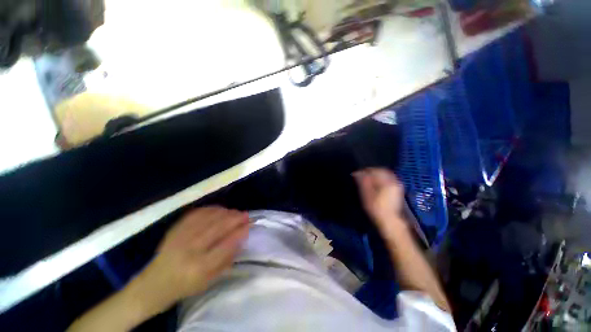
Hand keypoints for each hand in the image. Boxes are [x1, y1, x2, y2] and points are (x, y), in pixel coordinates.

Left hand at [131, 207, 249, 311]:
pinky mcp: (174, 230)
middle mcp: (190, 250)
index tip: (249, 225)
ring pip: (208, 218)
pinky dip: (210, 209)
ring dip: (225, 213)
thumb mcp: (209, 280)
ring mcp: (180, 237)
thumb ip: (227, 259)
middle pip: (218, 228)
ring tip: (235, 212)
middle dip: (235, 219)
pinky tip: (219, 210)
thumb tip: (241, 238)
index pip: (226, 244)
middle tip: (245, 214)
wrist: (153, 285)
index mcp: (200, 267)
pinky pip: (196, 214)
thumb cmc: (185, 286)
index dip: (240, 232)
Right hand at [353, 168, 404, 230]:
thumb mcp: (367, 194)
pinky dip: (381, 178)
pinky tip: (375, 183)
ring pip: (385, 174)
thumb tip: (357, 172)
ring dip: (376, 174)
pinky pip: (388, 179)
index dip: (364, 170)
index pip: (374, 170)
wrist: (389, 221)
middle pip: (381, 170)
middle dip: (371, 171)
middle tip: (361, 175)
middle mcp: (394, 181)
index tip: (356, 173)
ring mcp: (397, 185)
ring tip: (367, 178)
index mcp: (387, 181)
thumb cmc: (376, 208)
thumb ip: (363, 182)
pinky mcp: (397, 190)